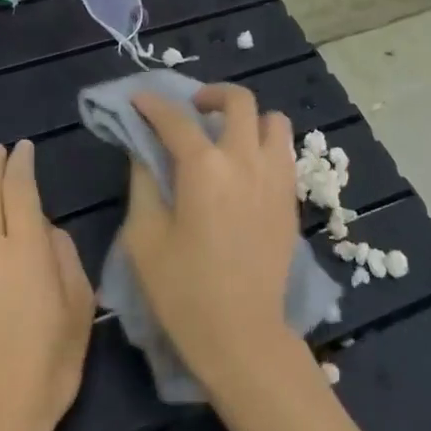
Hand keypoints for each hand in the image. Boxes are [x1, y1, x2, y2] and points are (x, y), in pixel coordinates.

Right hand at [122, 84, 302, 387]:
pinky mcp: (291, 197)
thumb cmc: (184, 292)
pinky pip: (283, 150)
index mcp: (204, 168)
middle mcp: (245, 159)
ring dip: (248, 117)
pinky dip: (264, 143)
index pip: (175, 119)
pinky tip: (245, 167)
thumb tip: (146, 151)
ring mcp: (275, 176)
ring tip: (226, 136)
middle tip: (192, 109)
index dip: (153, 104)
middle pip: (238, 100)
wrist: (243, 335)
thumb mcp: (145, 238)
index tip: (139, 99)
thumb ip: (144, 184)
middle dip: (211, 94)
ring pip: (272, 120)